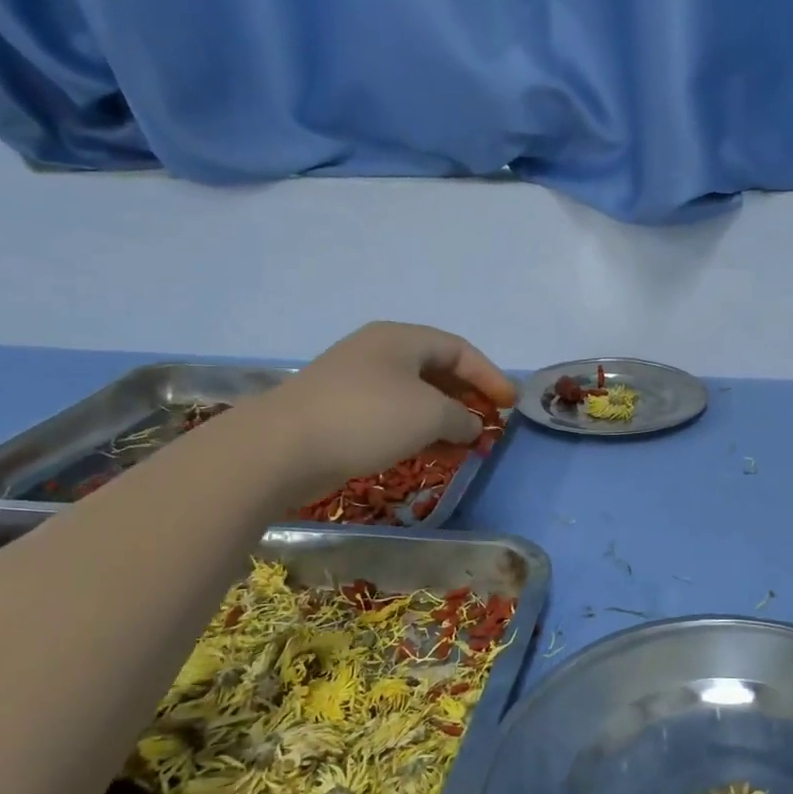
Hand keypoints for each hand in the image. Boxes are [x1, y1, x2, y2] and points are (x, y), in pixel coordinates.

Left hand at [236, 323, 514, 502]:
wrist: (283, 447)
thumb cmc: (367, 417)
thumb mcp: (430, 414)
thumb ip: (461, 417)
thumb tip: (470, 426)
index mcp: (401, 339)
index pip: (459, 350)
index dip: (489, 376)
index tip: (510, 405)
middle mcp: (379, 353)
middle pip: (437, 371)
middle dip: (468, 399)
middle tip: (489, 425)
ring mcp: (357, 382)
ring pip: (415, 397)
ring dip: (445, 420)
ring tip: (466, 447)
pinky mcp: (342, 413)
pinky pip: (393, 416)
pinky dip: (419, 432)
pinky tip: (433, 454)